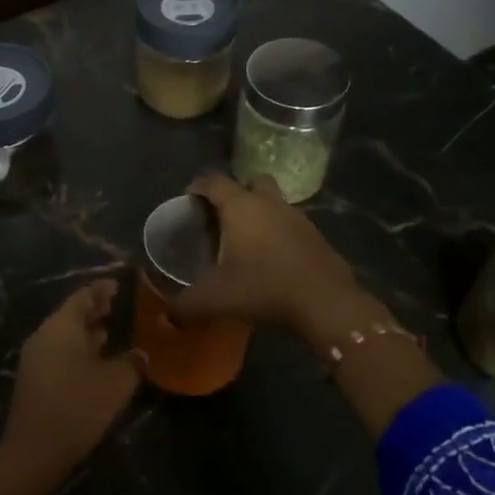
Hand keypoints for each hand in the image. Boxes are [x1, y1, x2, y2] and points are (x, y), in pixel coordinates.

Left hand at [0, 281, 143, 484]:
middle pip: (71, 314)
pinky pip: (59, 352)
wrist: (35, 452)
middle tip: (118, 306)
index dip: (102, 289)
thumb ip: (132, 362)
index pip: (83, 296)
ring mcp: (35, 357)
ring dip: (86, 332)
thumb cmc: (78, 407)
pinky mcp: (34, 379)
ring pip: (65, 334)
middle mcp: (44, 335)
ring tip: (111, 331)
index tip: (120, 285)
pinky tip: (96, 361)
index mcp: (61, 326)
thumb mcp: (116, 382)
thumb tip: (141, 354)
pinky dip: (78, 349)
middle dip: (95, 310)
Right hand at [171, 171, 367, 341]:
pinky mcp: (316, 235)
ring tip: (246, 242)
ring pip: (274, 202)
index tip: (188, 202)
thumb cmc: (264, 288)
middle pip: (251, 182)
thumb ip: (187, 304)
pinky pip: (291, 224)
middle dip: (236, 194)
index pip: (213, 181)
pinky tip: (272, 259)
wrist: (325, 301)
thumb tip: (170, 313)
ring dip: (260, 214)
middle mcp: (269, 203)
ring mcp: (297, 217)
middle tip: (222, 219)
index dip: (197, 187)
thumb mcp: (216, 299)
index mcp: (241, 206)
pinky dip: (279, 234)